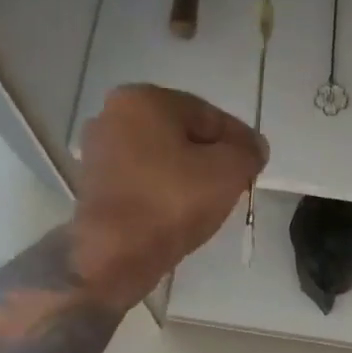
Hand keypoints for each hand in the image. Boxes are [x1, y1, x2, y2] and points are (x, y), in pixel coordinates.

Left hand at [72, 85, 267, 304]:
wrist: (115, 254)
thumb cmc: (172, 201)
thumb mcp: (228, 171)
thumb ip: (247, 152)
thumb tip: (254, 147)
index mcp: (143, 99)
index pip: (207, 114)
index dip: (238, 139)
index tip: (256, 164)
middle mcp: (113, 116)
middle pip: (180, 135)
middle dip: (210, 157)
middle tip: (236, 184)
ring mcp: (99, 154)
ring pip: (160, 160)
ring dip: (187, 176)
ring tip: (211, 203)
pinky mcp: (94, 188)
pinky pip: (142, 183)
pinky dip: (163, 193)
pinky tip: (180, 214)